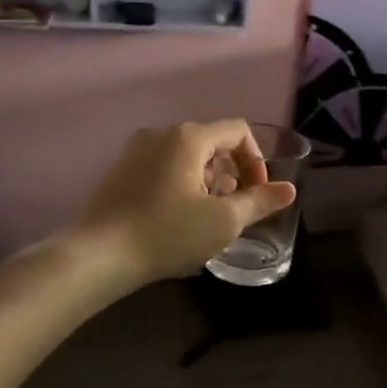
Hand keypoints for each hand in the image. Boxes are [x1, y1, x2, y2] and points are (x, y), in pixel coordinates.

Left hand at [71, 121, 296, 285]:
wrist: (97, 255)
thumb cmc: (167, 233)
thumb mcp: (223, 221)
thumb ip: (260, 202)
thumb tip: (289, 190)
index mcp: (189, 137)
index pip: (238, 131)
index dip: (257, 161)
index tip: (257, 194)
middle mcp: (162, 133)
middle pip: (213, 142)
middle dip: (231, 173)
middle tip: (231, 210)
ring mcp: (137, 149)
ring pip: (188, 156)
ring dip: (207, 181)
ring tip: (205, 217)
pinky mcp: (121, 169)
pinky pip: (164, 165)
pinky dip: (182, 183)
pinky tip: (177, 217)